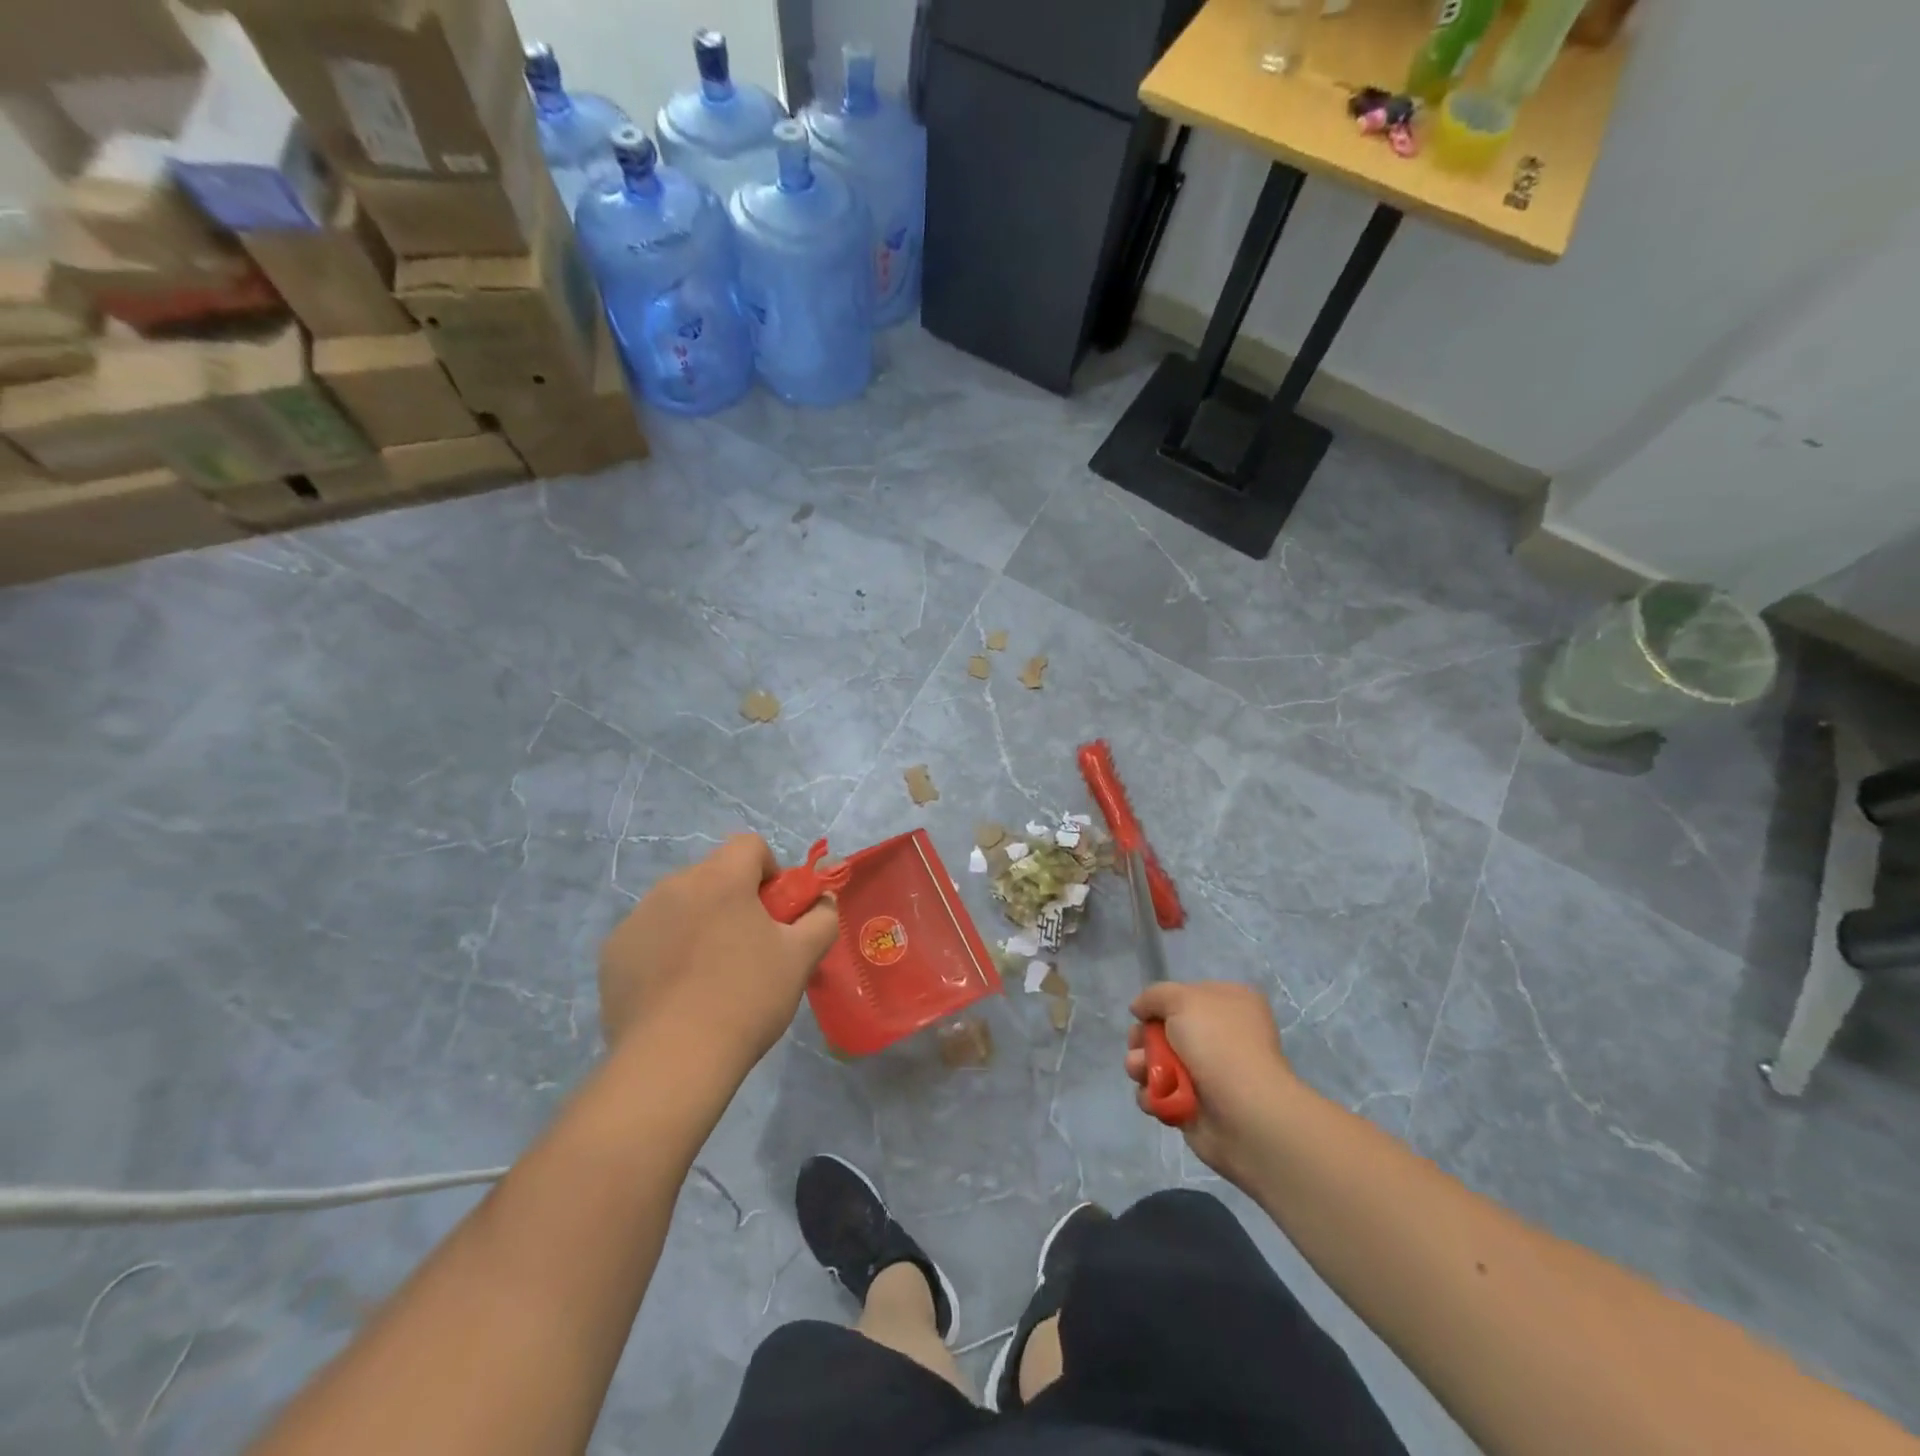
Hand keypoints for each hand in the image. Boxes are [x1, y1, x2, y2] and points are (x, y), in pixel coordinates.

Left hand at [599, 835, 837, 1073]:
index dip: (770, 871)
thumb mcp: (801, 958)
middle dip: (734, 899)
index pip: (749, 845)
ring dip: (698, 922)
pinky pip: (650, 935)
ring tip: (709, 975)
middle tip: (748, 946)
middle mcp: (674, 885)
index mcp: (721, 878)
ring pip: (679, 904)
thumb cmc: (746, 998)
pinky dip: (666, 950)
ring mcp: (637, 918)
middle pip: (713, 874)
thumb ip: (822, 918)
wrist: (673, 1061)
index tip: (776, 912)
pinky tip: (675, 992)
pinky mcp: (613, 952)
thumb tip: (823, 901)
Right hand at [1126, 981, 1308, 1182]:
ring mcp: (1209, 1073)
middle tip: (1137, 1045)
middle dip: (1144, 1038)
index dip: (1163, 1004)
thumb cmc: (1217, 1044)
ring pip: (1158, 1062)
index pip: (1187, 995)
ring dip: (1141, 1065)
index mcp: (1231, 1004)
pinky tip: (1154, 1097)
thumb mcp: (1182, 999)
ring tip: (1140, 1072)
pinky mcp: (1195, 1106)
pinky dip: (1152, 1094)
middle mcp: (1222, 1036)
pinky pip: (1161, 1093)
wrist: (1244, 1114)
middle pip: (1166, 1030)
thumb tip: (1139, 1008)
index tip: (1146, 1013)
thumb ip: (1155, 995)